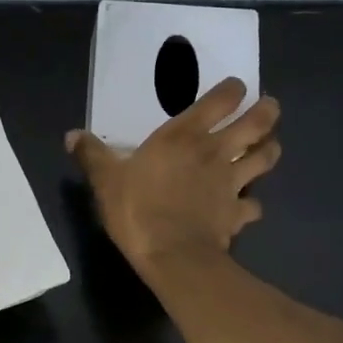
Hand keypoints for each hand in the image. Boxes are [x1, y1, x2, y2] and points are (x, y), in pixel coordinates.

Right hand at [66, 77, 280, 272]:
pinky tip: (246, 207)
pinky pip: (254, 206)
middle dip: (267, 112)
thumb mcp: (106, 180)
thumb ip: (92, 155)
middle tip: (270, 108)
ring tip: (268, 148)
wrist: (171, 255)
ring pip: (266, 159)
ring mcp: (232, 184)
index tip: (236, 88)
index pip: (221, 100)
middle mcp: (216, 153)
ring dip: (270, 150)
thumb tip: (72, 135)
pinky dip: (253, 205)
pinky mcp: (237, 214)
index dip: (233, 90)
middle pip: (257, 124)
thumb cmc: (137, 209)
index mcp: (184, 136)